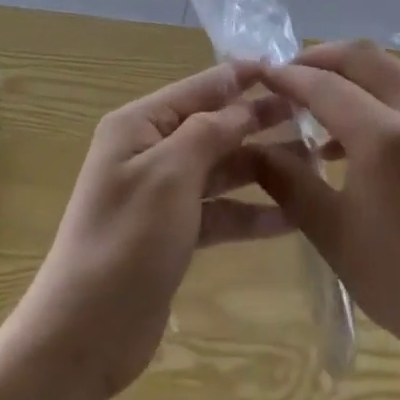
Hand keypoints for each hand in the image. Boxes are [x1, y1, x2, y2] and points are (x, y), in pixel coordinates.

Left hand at [12, 61, 293, 399]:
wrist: (85, 332)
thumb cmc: (127, 240)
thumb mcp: (170, 174)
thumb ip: (209, 132)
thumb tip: (242, 105)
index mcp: (138, 126)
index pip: (199, 88)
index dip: (241, 77)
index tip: (287, 67)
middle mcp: (149, 152)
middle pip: (213, 127)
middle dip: (257, 120)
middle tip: (311, 115)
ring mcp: (162, 195)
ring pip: (220, 169)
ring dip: (261, 166)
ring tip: (313, 164)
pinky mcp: (173, 233)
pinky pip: (219, 211)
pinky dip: (250, 212)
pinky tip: (292, 216)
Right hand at [251, 40, 399, 380]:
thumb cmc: (399, 281)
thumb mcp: (331, 231)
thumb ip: (288, 180)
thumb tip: (253, 148)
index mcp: (385, 137)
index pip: (326, 86)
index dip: (288, 77)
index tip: (260, 75)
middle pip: (365, 57)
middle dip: (322, 57)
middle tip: (289, 75)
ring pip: (392, 71)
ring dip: (352, 75)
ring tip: (316, 104)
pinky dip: (377, 96)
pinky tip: (354, 138)